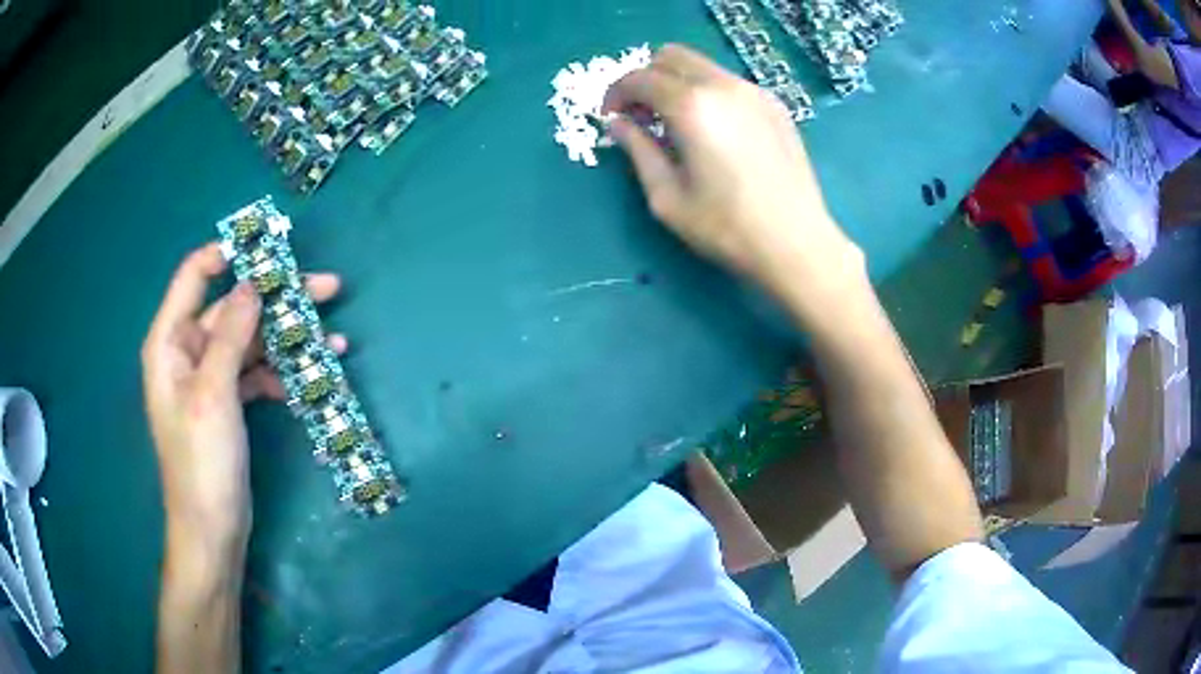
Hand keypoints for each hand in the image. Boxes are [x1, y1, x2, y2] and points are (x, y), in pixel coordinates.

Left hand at [141, 243, 343, 566]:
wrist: (212, 529)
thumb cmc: (202, 462)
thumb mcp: (213, 394)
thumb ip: (230, 336)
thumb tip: (252, 284)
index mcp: (171, 341)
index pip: (194, 275)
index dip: (229, 254)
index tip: (270, 251)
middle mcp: (188, 351)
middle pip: (233, 307)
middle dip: (278, 299)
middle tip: (328, 289)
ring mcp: (211, 377)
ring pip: (251, 340)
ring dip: (289, 339)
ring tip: (334, 342)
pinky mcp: (229, 401)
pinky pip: (257, 372)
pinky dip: (283, 372)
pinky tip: (312, 377)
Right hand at [603, 45, 865, 316]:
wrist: (796, 244)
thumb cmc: (726, 227)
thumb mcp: (667, 197)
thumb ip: (638, 151)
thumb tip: (617, 124)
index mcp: (692, 106)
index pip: (640, 77)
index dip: (616, 94)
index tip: (612, 118)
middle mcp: (723, 86)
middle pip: (671, 56)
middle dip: (647, 78)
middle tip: (642, 115)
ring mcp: (755, 92)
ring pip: (703, 66)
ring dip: (678, 83)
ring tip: (677, 125)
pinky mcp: (775, 106)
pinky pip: (729, 83)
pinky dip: (709, 93)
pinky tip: (714, 131)